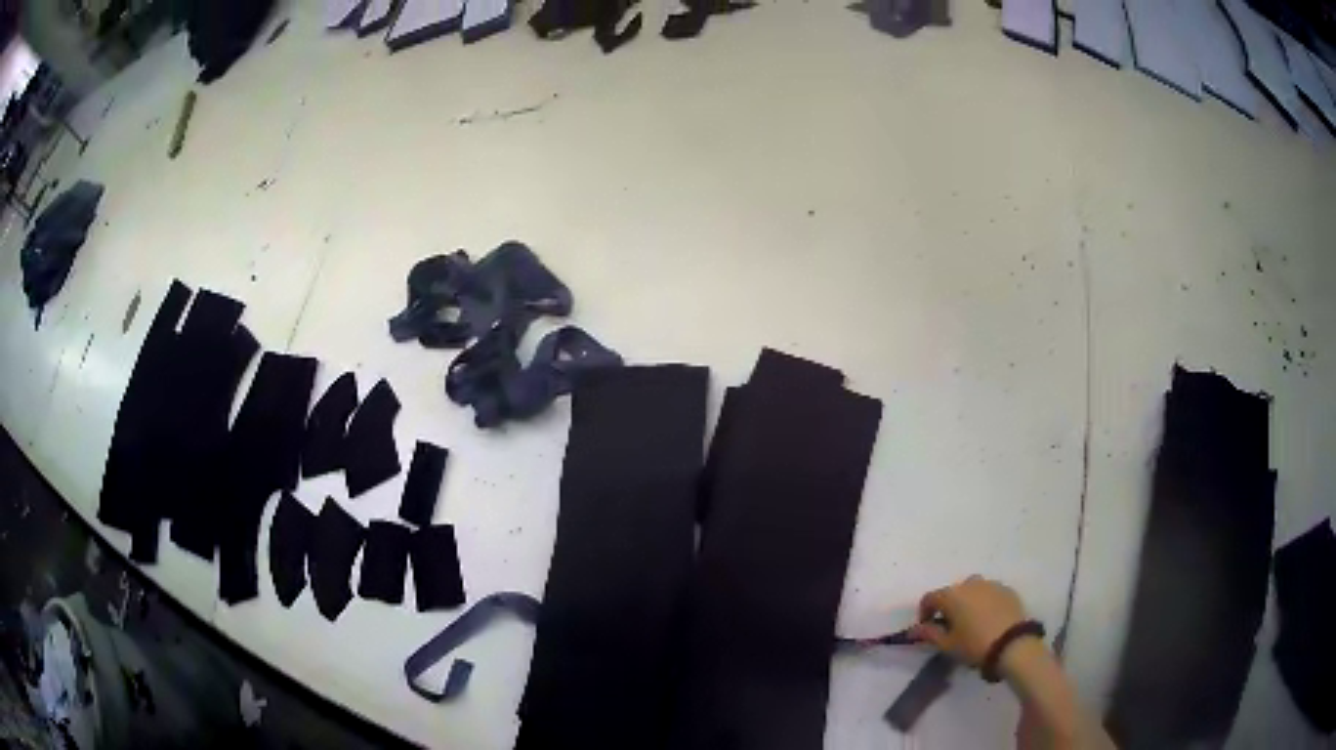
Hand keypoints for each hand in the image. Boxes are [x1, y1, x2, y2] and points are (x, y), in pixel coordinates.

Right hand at [909, 575, 1026, 667]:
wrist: (1012, 644)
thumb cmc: (974, 644)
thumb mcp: (947, 645)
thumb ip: (929, 634)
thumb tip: (915, 629)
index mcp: (952, 595)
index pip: (930, 598)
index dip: (925, 613)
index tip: (927, 628)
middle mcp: (970, 583)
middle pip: (953, 592)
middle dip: (948, 607)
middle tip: (950, 626)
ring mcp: (991, 584)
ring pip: (973, 590)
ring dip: (967, 602)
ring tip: (971, 621)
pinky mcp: (1007, 590)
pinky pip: (990, 593)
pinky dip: (984, 602)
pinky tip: (988, 619)